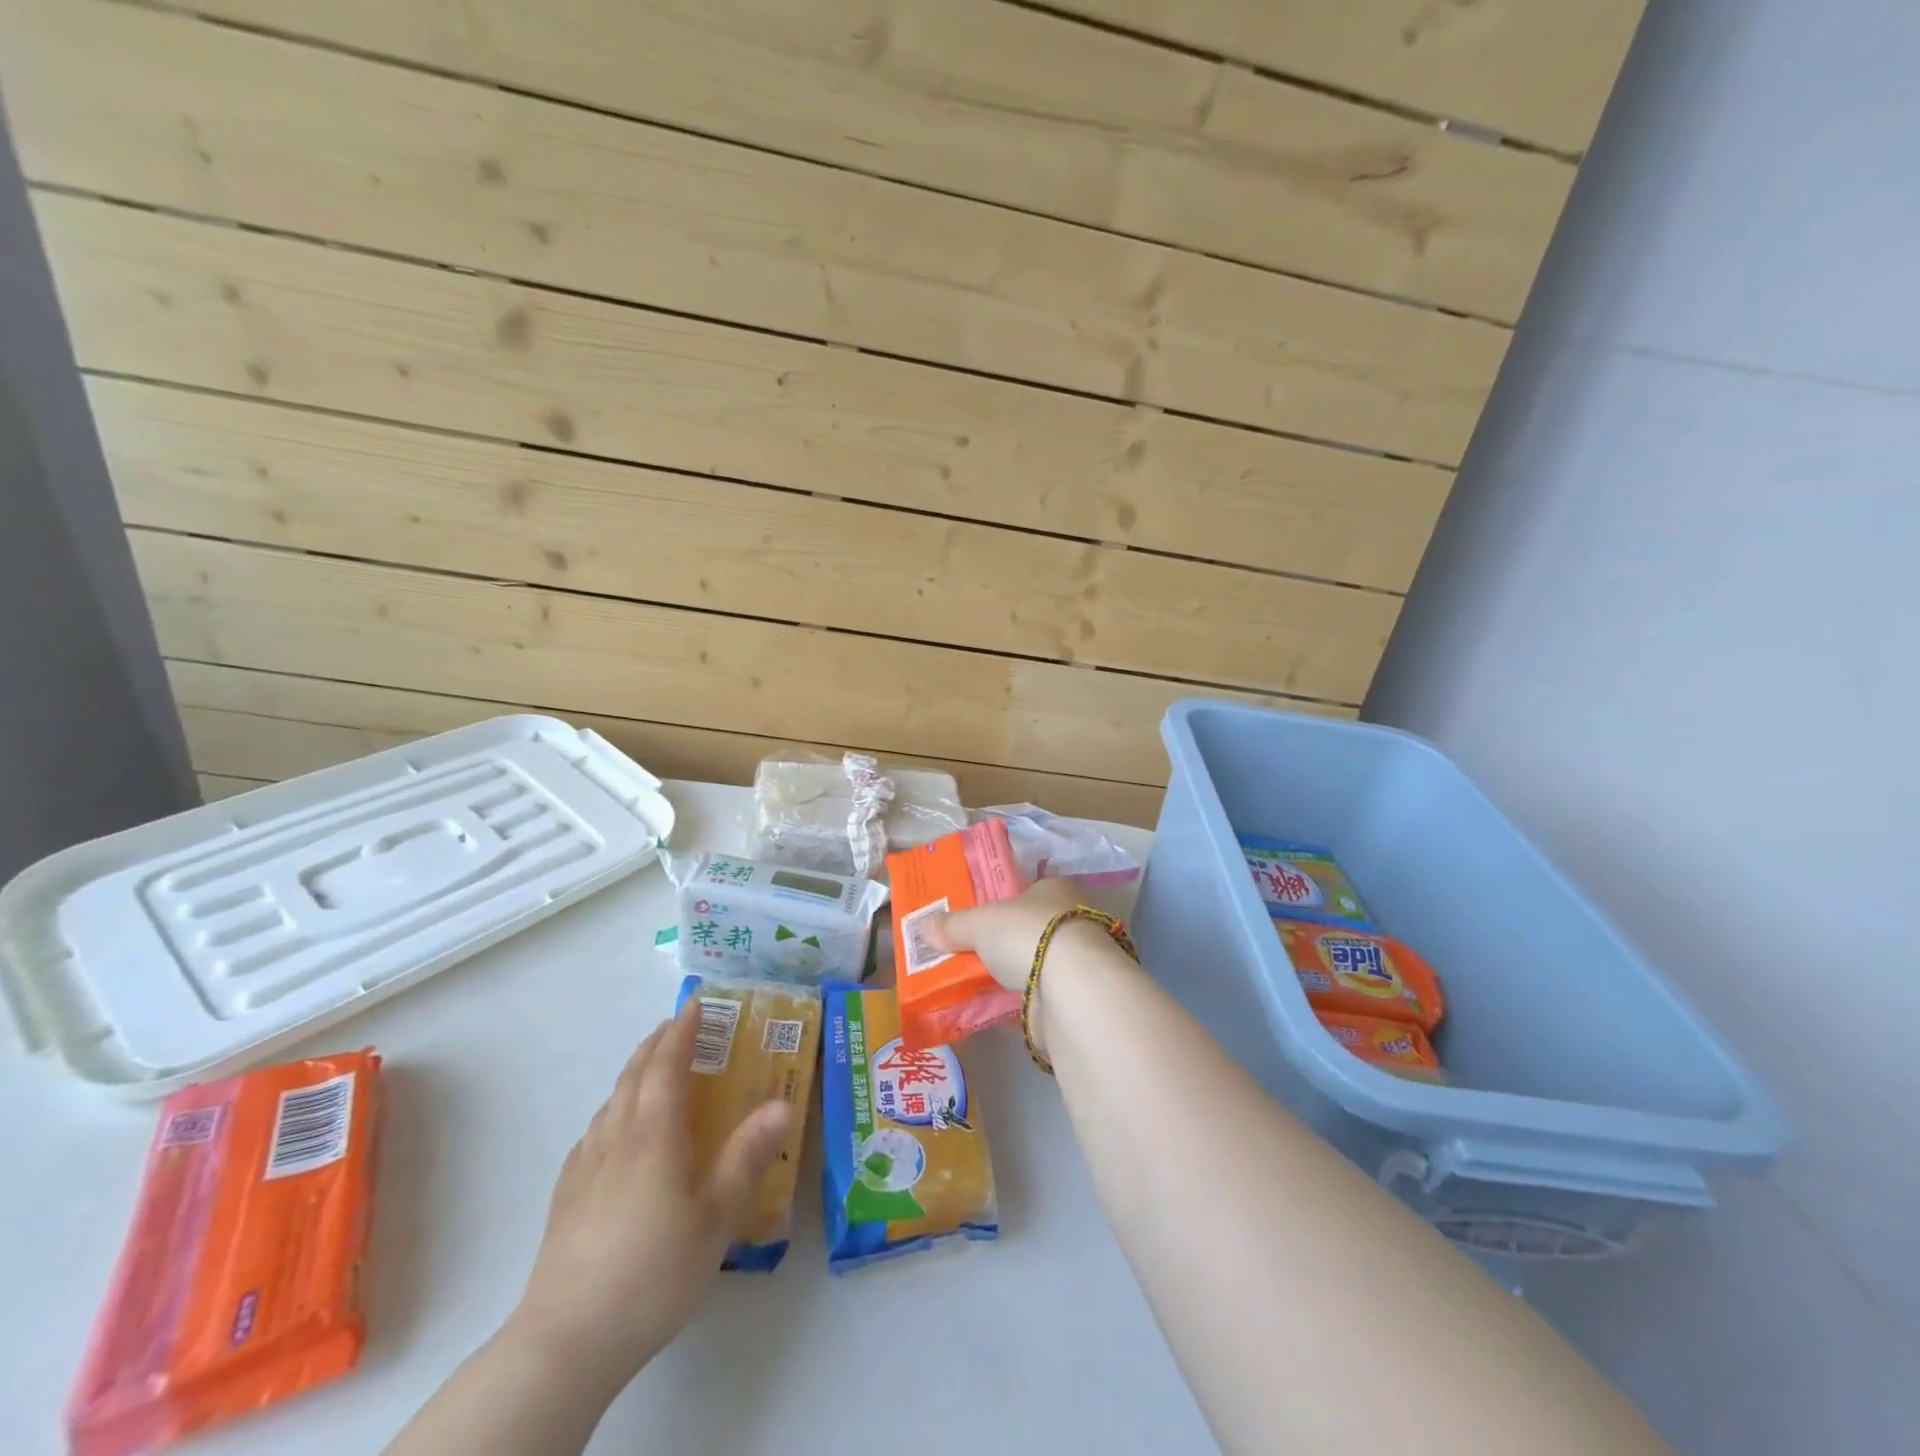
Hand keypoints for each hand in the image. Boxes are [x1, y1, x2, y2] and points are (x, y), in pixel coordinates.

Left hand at [507, 998, 791, 1389]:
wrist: (565, 1341)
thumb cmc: (653, 1273)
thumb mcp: (716, 1218)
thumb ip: (748, 1157)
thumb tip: (782, 1104)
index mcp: (654, 1134)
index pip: (666, 1064)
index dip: (681, 1030)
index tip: (695, 1003)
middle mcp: (617, 1137)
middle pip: (633, 1075)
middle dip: (656, 1044)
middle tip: (677, 1027)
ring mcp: (585, 1167)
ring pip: (610, 1102)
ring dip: (633, 1075)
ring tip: (652, 1074)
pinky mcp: (566, 1197)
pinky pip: (594, 1134)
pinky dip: (613, 1112)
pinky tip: (617, 1136)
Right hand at [920, 878, 1115, 1056]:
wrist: (1072, 989)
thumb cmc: (1029, 935)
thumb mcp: (980, 923)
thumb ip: (953, 925)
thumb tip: (923, 926)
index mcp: (1055, 890)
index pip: (1024, 891)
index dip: (998, 903)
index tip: (973, 919)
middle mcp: (1070, 921)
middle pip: (1025, 929)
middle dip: (998, 943)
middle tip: (963, 953)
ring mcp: (1073, 961)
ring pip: (1029, 964)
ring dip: (1004, 975)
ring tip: (965, 984)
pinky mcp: (1071, 997)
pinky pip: (1031, 997)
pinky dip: (1011, 1003)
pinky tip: (985, 1009)